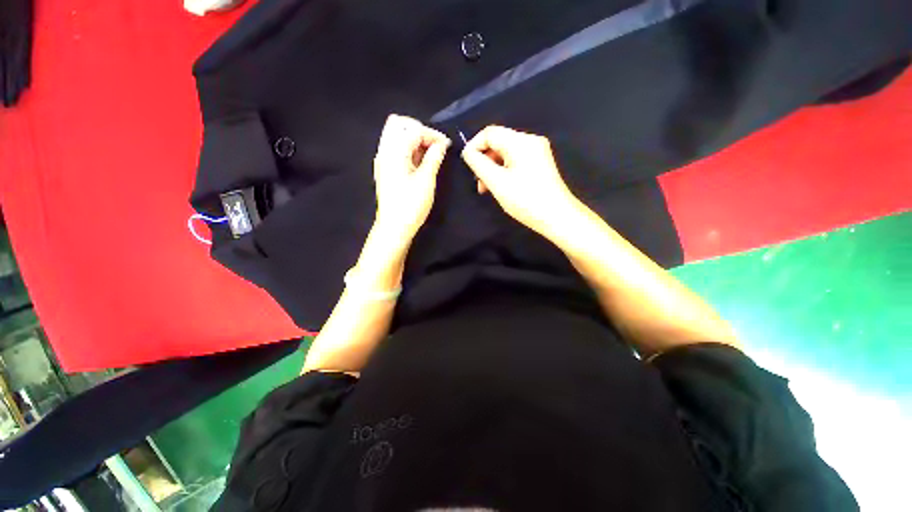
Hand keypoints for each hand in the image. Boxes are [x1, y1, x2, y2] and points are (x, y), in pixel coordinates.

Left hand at [373, 114, 450, 245]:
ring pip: (396, 134)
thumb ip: (434, 158)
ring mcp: (383, 160)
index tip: (447, 145)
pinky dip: (409, 148)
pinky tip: (421, 161)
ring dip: (414, 138)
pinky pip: (395, 148)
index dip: (433, 134)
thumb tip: (442, 144)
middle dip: (419, 129)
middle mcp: (384, 151)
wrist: (394, 227)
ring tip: (430, 153)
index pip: (414, 130)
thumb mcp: (426, 180)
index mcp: (394, 152)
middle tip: (434, 145)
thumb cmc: (411, 205)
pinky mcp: (385, 169)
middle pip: (398, 124)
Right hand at [461, 126, 579, 237]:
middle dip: (484, 161)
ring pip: (506, 153)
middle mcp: (530, 141)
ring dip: (493, 168)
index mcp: (520, 142)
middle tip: (478, 183)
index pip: (490, 133)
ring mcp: (537, 152)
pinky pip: (515, 161)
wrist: (557, 217)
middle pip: (498, 142)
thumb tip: (468, 152)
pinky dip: (504, 171)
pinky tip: (500, 187)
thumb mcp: (497, 182)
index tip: (467, 165)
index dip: (474, 146)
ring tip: (487, 189)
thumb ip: (478, 164)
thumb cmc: (525, 200)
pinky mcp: (539, 163)